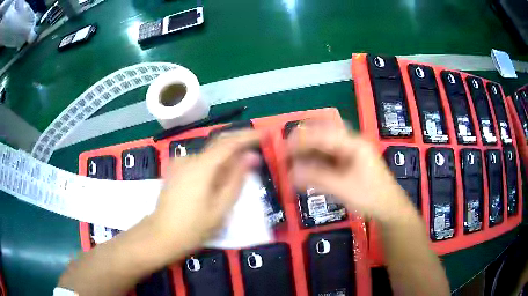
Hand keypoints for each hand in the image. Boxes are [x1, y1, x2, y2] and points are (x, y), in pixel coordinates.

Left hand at [151, 130, 260, 259]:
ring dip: (226, 155)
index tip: (265, 134)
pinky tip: (219, 174)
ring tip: (241, 165)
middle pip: (218, 143)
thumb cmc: (194, 227)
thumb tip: (251, 156)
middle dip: (239, 142)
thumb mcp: (221, 207)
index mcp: (202, 166)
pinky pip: (199, 160)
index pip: (229, 142)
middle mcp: (189, 158)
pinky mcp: (175, 170)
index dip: (249, 136)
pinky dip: (214, 162)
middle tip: (258, 145)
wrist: (162, 235)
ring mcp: (179, 163)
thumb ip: (236, 179)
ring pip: (209, 153)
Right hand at [287, 121, 413, 222]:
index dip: (301, 140)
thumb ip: (317, 179)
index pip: (323, 135)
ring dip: (309, 153)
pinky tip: (307, 170)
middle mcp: (352, 144)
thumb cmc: (370, 197)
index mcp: (353, 144)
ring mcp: (351, 153)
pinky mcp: (349, 163)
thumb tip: (291, 173)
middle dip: (304, 143)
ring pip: (325, 147)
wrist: (389, 208)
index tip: (284, 148)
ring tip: (293, 162)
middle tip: (287, 153)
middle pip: (323, 136)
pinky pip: (329, 158)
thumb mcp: (343, 188)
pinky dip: (317, 163)